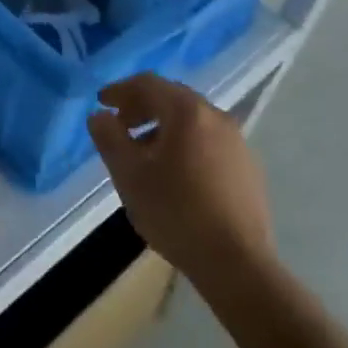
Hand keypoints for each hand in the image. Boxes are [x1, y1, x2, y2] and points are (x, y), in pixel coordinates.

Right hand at [88, 72, 273, 282]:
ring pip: (192, 121)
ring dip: (163, 128)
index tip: (101, 103)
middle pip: (172, 98)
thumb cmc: (175, 212)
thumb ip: (109, 138)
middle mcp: (216, 116)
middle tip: (120, 126)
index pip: (148, 84)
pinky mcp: (248, 168)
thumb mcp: (129, 174)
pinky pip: (209, 142)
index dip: (120, 90)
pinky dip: (185, 145)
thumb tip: (99, 116)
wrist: (237, 263)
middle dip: (142, 107)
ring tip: (144, 154)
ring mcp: (237, 142)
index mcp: (187, 111)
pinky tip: (176, 175)